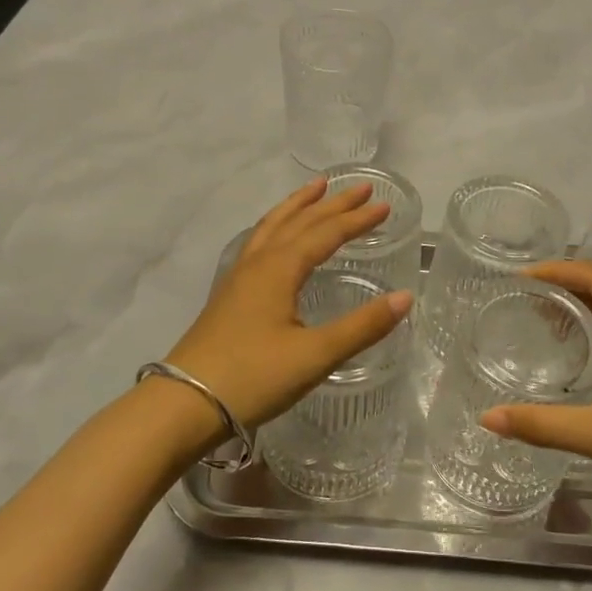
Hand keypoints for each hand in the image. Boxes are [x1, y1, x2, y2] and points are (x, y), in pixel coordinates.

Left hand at [165, 178, 413, 430]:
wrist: (185, 403)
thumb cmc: (253, 377)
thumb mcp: (314, 355)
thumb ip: (362, 326)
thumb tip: (406, 296)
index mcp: (279, 269)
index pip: (326, 233)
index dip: (356, 219)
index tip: (384, 206)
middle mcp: (258, 263)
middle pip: (299, 222)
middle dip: (332, 203)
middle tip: (360, 187)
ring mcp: (239, 276)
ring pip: (272, 227)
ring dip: (298, 206)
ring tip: (315, 188)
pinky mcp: (229, 294)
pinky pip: (259, 242)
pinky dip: (277, 226)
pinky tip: (277, 237)